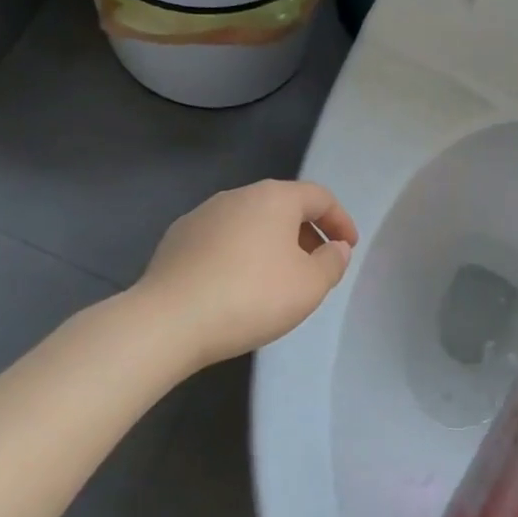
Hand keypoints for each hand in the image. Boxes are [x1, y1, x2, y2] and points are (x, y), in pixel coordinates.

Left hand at [137, 180, 359, 368]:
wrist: (168, 321)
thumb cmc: (252, 297)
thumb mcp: (310, 285)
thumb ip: (332, 262)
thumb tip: (335, 248)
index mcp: (274, 198)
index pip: (319, 197)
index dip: (340, 220)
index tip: (348, 248)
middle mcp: (238, 196)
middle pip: (283, 206)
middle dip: (307, 233)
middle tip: (317, 265)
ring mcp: (202, 215)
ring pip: (251, 222)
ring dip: (273, 244)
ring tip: (279, 279)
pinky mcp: (177, 240)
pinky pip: (223, 240)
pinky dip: (241, 254)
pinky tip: (239, 286)